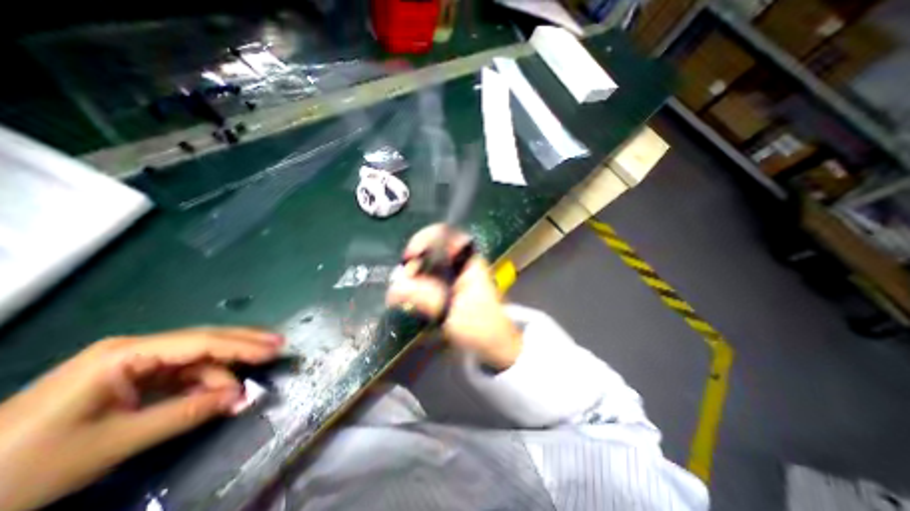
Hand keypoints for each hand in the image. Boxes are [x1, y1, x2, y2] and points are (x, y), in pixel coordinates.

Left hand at [0, 327, 281, 510]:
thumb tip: (240, 397)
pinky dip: (204, 384)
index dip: (243, 345)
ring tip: (240, 393)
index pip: (202, 342)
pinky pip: (181, 374)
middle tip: (279, 345)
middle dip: (244, 344)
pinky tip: (217, 395)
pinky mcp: (131, 378)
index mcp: (127, 354)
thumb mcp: (113, 442)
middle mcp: (136, 349)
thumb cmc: (22, 467)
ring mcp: (134, 363)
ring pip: (196, 358)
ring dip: (222, 373)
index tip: (276, 348)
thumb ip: (185, 413)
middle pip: (205, 340)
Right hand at [387, 226, 521, 367]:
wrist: (496, 343)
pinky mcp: (452, 285)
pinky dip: (419, 284)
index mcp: (467, 259)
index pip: (442, 234)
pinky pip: (430, 277)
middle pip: (431, 248)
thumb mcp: (450, 310)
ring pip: (429, 263)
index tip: (407, 260)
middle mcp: (462, 260)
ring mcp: (457, 272)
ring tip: (404, 293)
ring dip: (414, 275)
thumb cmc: (480, 325)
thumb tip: (393, 288)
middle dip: (414, 263)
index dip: (421, 241)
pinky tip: (413, 297)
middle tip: (403, 283)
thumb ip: (422, 296)